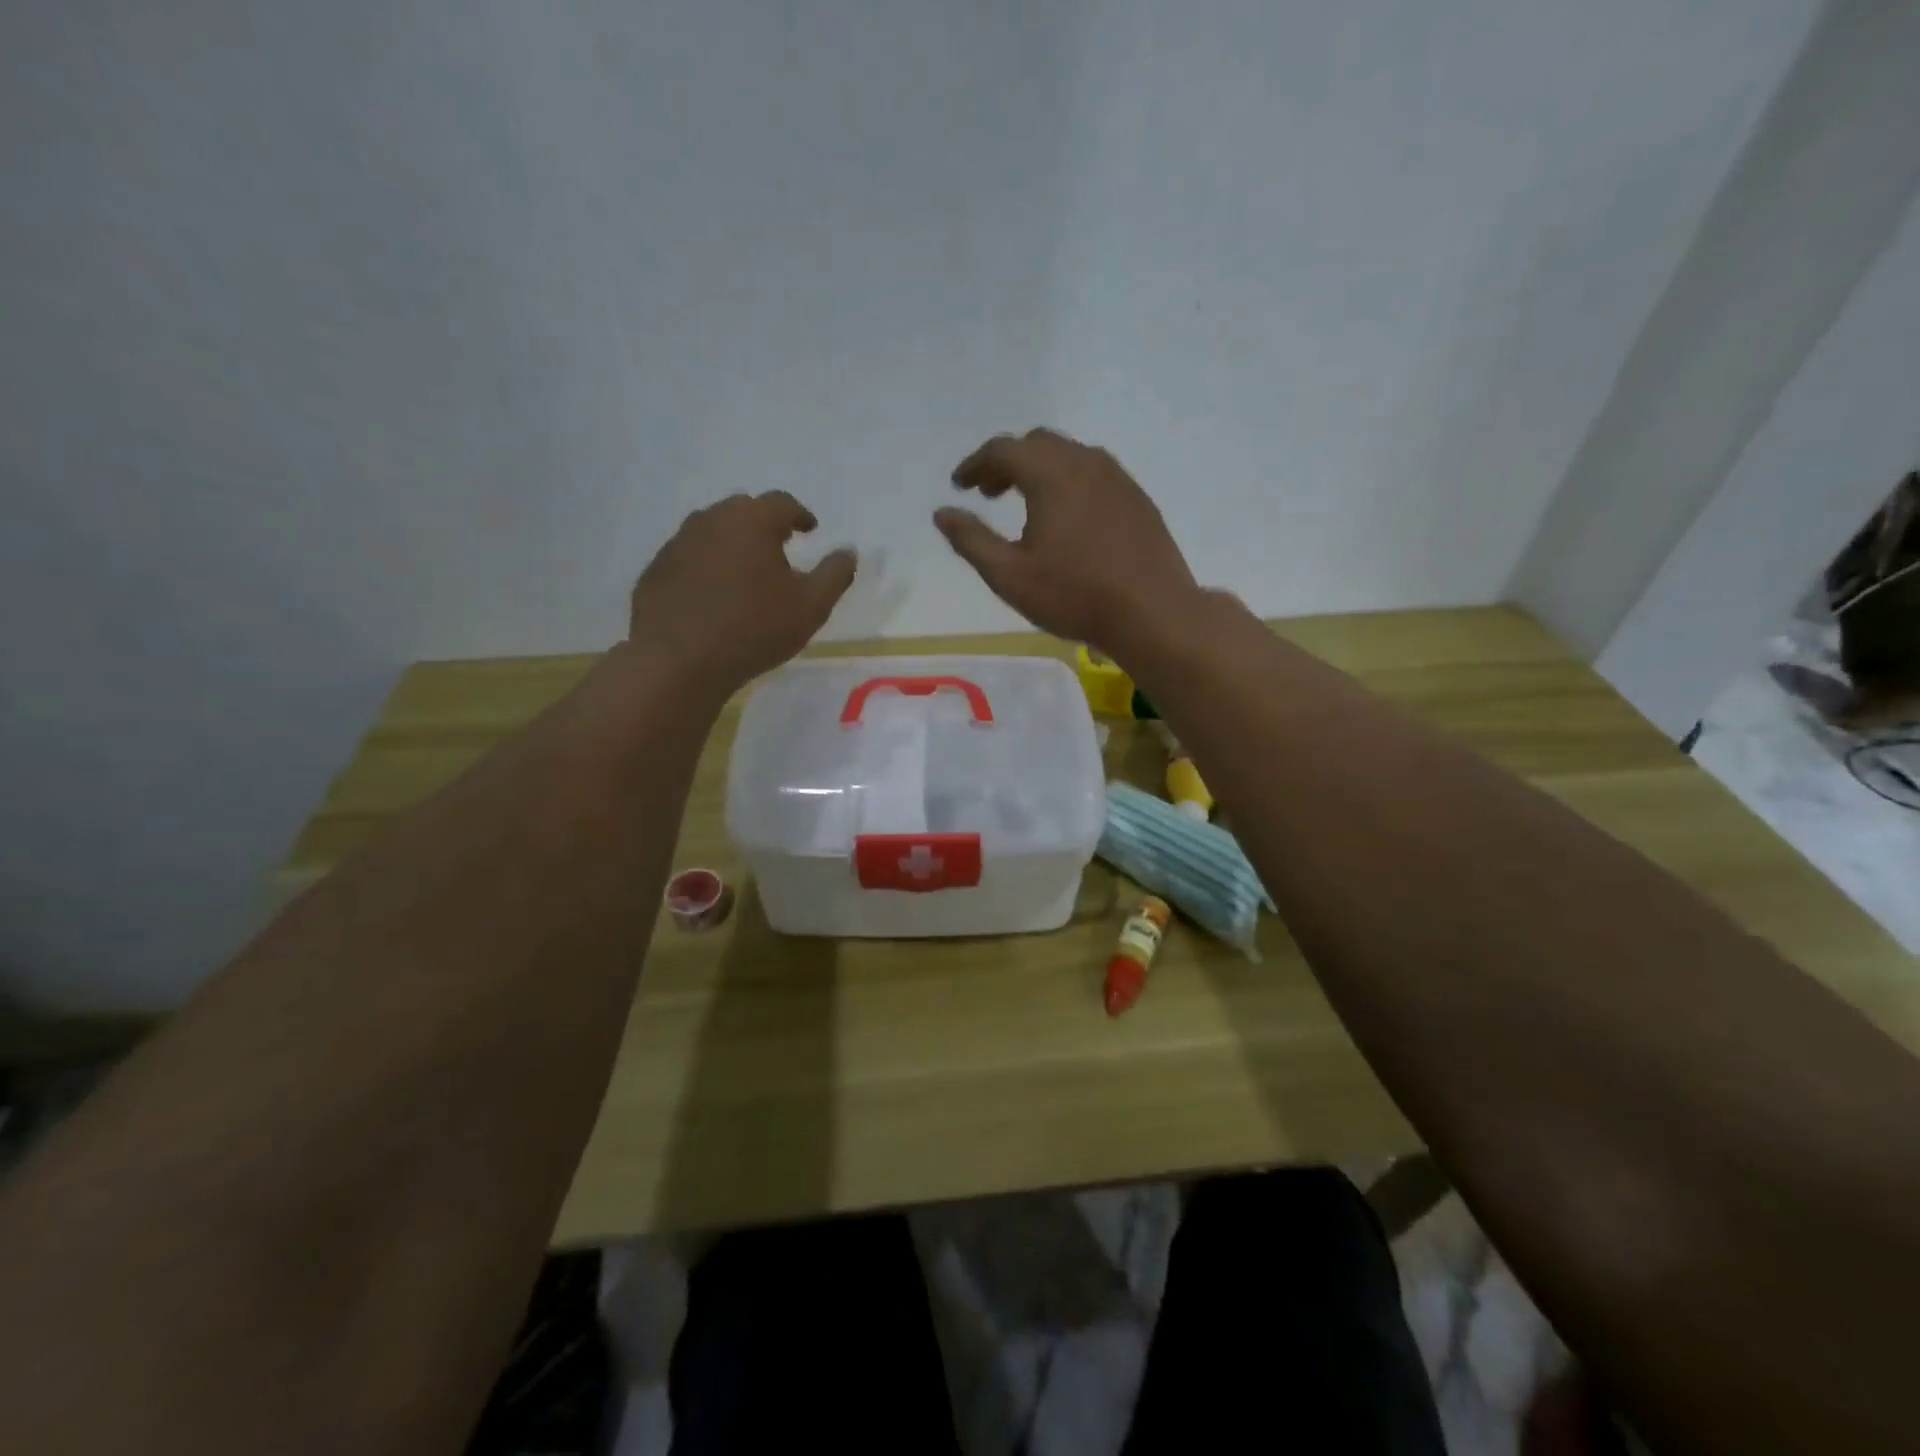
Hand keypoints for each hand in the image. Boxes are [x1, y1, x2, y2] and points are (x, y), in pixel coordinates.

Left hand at [629, 491, 855, 696]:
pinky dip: (706, 565)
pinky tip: (713, 594)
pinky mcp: (656, 570)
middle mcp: (711, 520)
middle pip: (743, 510)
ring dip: (732, 543)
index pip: (782, 503)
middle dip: (764, 524)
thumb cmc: (754, 628)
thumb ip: (835, 575)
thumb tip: (849, 552)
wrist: (678, 660)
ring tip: (746, 571)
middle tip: (779, 546)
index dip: (800, 514)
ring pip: (712, 531)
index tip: (810, 529)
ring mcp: (677, 543)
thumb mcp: (811, 607)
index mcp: (751, 521)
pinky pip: (689, 557)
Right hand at [934, 429, 1199, 654]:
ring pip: (1069, 455)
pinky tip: (1067, 517)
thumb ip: (971, 540)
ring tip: (1025, 504)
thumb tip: (942, 513)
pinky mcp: (1137, 498)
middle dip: (1007, 463)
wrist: (1152, 613)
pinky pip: (1094, 473)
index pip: (1003, 450)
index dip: (975, 464)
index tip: (959, 485)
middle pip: (1037, 444)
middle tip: (989, 493)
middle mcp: (1086, 462)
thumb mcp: (1009, 576)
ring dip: (1039, 469)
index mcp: (1051, 474)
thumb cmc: (1074, 596)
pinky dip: (1068, 481)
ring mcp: (1118, 478)